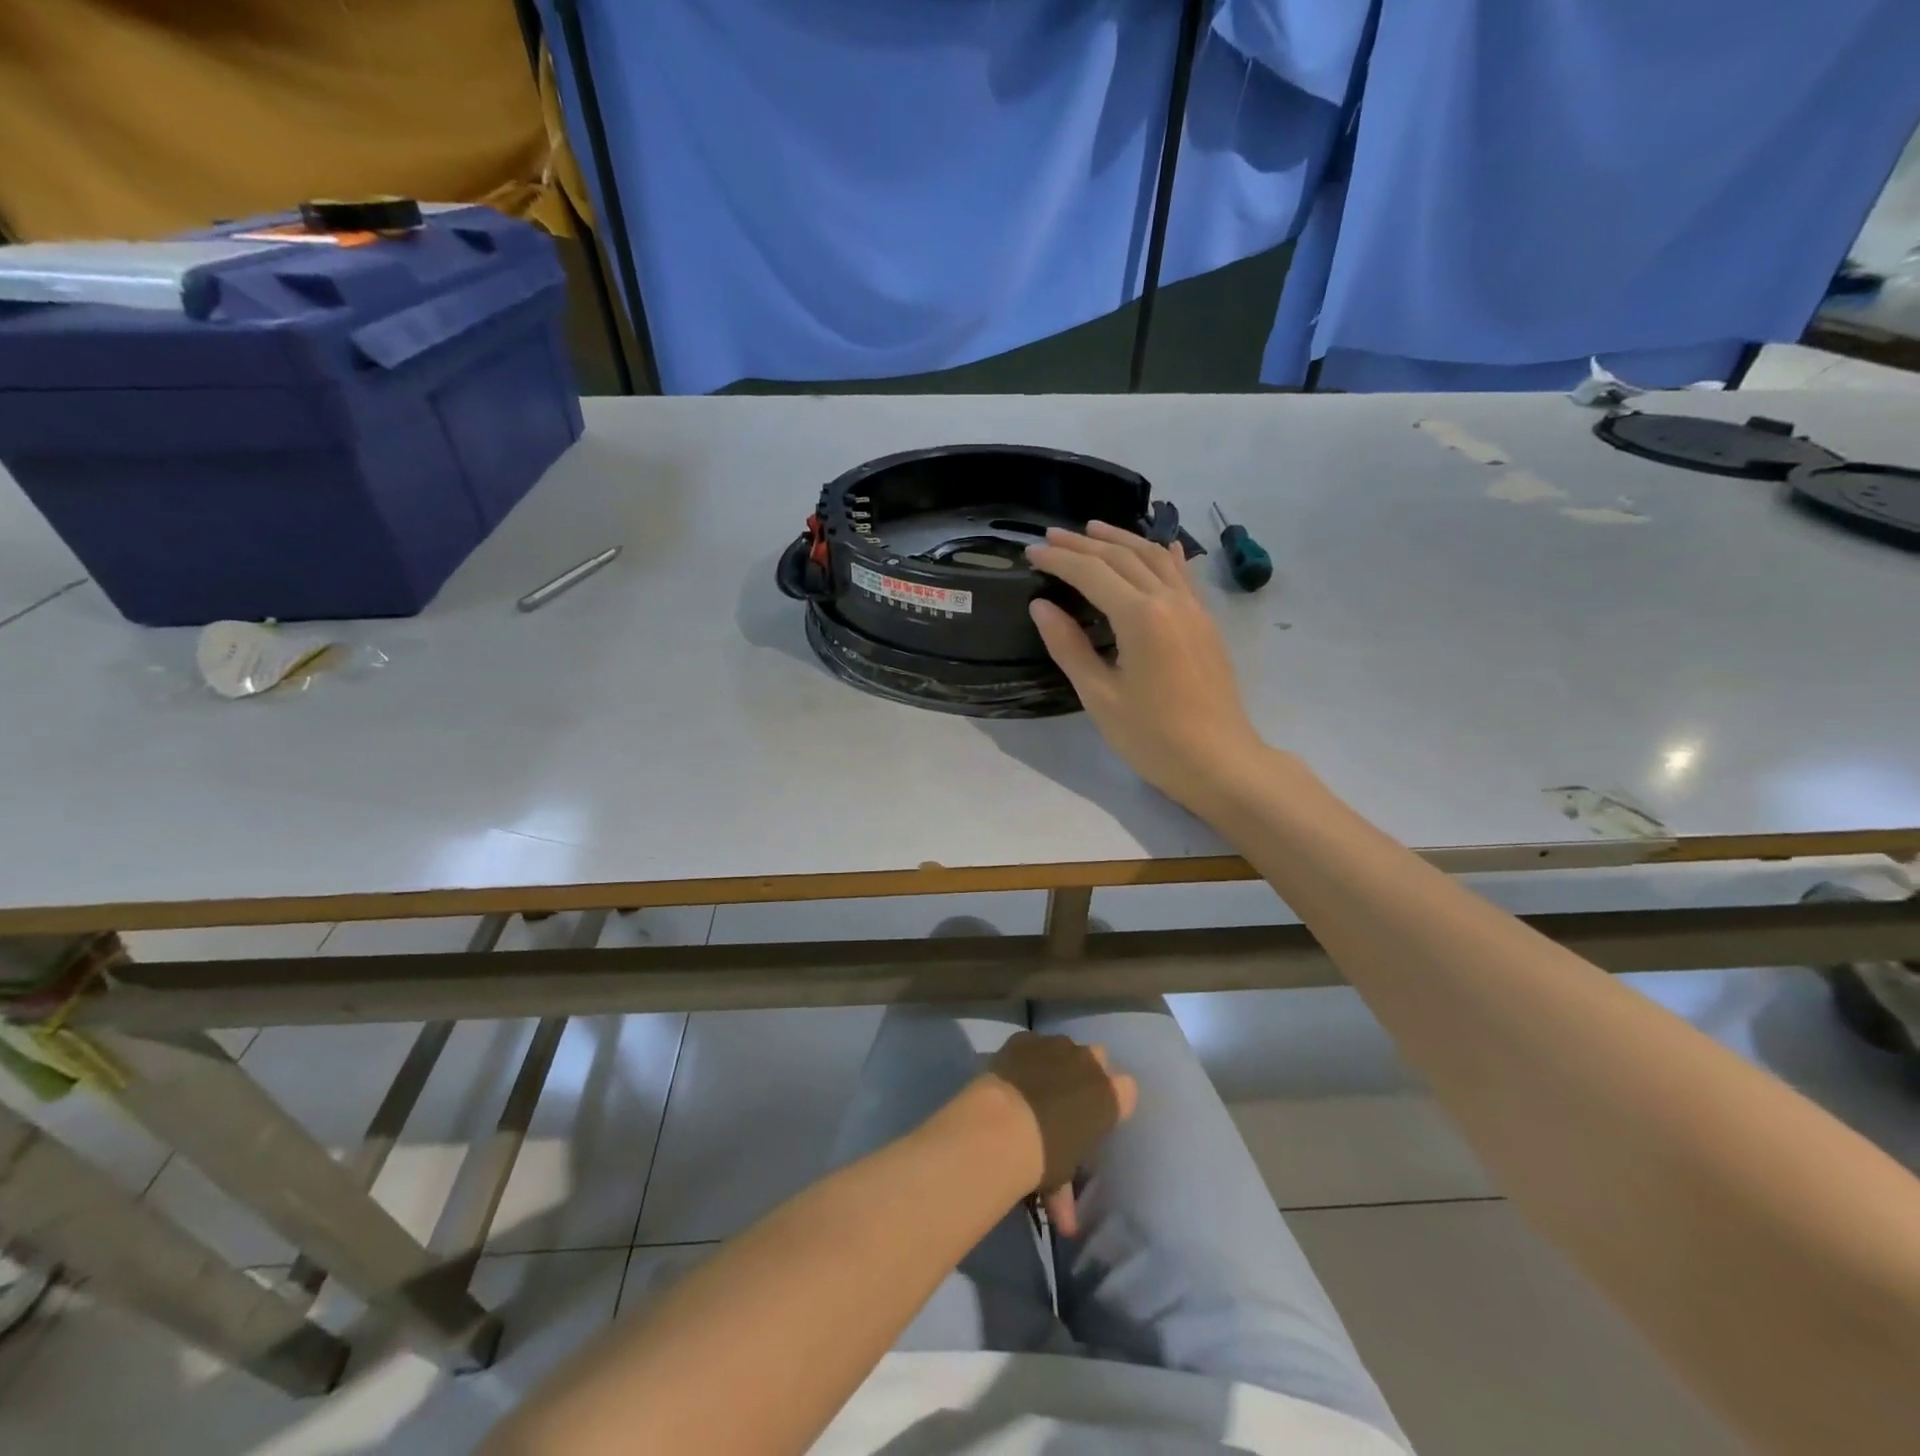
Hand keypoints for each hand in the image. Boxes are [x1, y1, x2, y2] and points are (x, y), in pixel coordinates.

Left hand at [982, 1031, 1136, 1236]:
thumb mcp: (1061, 1178)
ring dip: (1056, 1061)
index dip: (1113, 1099)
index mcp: (1109, 1097)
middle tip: (1068, 1097)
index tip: (1098, 1114)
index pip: (1127, 1089)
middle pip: (1098, 1058)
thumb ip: (1066, 1195)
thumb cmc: (1044, 1157)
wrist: (1003, 1126)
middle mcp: (1089, 1063)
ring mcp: (1056, 1045)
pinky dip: (1026, 1055)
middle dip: (1086, 1073)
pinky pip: (1032, 1043)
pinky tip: (1013, 1074)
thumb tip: (1068, 1227)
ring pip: (1065, 1046)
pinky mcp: (1026, 1038)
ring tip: (1037, 1084)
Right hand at [1026, 521, 1268, 813]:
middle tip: (1051, 535)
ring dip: (1121, 539)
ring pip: (1155, 557)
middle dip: (1084, 543)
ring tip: (1093, 529)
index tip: (1031, 551)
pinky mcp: (1206, 622)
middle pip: (1122, 557)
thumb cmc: (1153, 737)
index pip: (1092, 573)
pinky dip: (1161, 554)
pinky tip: (1158, 546)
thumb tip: (1042, 606)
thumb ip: (1069, 647)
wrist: (1220, 762)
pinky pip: (1182, 574)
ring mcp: (1194, 608)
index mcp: (1140, 617)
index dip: (1059, 559)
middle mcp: (1170, 600)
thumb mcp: (1100, 697)